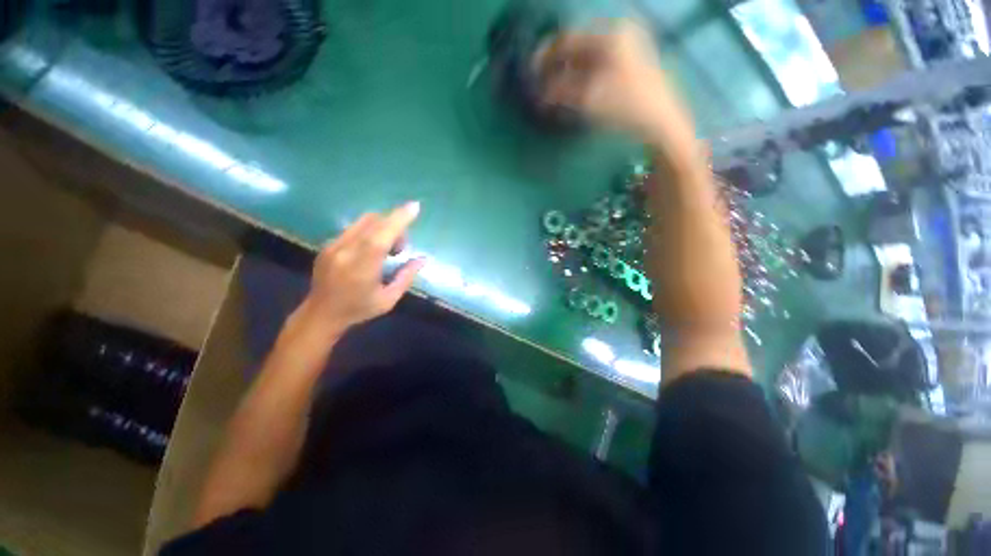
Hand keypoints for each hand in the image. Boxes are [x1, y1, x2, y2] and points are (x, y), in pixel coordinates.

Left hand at [297, 201, 425, 339]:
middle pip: (373, 223)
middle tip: (400, 249)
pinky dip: (370, 231)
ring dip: (383, 228)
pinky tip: (372, 249)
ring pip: (363, 222)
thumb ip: (406, 276)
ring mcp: (333, 246)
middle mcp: (344, 251)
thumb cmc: (359, 309)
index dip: (398, 220)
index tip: (414, 207)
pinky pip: (355, 228)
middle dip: (394, 226)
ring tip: (387, 250)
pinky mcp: (328, 244)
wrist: (320, 314)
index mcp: (361, 268)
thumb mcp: (388, 299)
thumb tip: (423, 258)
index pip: (380, 237)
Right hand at [535, 20, 693, 143]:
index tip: (532, 73)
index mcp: (610, 35)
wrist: (661, 122)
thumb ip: (561, 92)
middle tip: (543, 83)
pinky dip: (582, 73)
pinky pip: (598, 61)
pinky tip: (575, 87)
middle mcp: (618, 33)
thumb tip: (539, 93)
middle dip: (557, 64)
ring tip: (556, 89)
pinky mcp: (629, 60)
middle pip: (577, 45)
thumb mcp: (589, 99)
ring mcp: (626, 46)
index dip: (547, 57)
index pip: (568, 40)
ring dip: (569, 70)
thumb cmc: (626, 108)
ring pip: (587, 54)